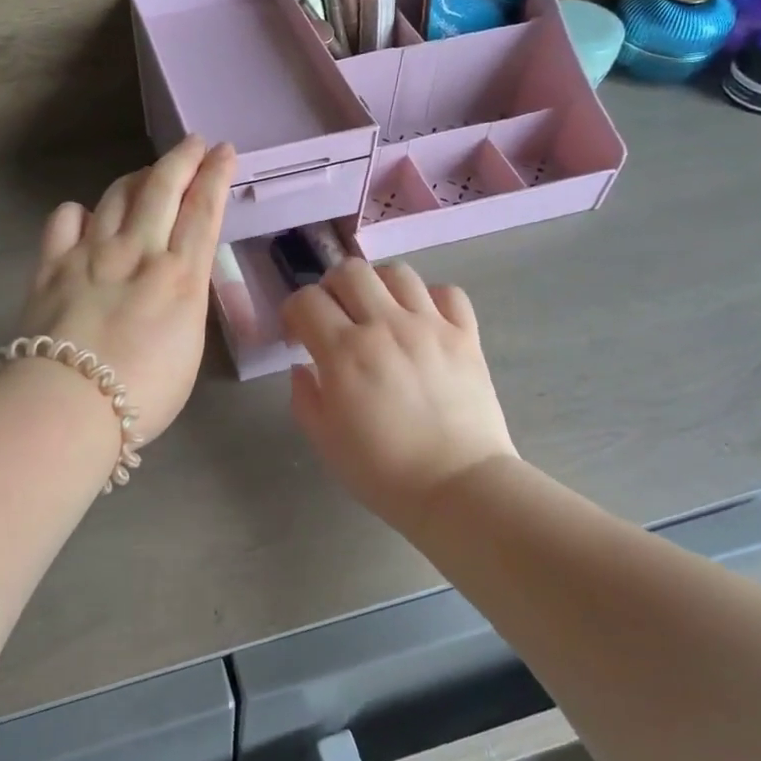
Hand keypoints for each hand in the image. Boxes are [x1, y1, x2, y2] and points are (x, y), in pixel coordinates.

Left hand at [16, 136, 236, 443]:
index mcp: (180, 275)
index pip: (203, 210)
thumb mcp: (188, 348)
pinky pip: (64, 219)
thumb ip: (184, 301)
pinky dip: (79, 212)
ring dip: (137, 177)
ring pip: (116, 195)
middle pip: (163, 187)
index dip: (216, 175)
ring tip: (147, 174)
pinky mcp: (52, 264)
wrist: (69, 404)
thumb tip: (174, 280)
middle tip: (194, 143)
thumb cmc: (143, 393)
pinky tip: (84, 217)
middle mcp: (138, 251)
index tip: (225, 151)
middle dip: (183, 158)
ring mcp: (91, 253)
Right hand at [283, 259, 515, 530]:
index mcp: (344, 352)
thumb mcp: (325, 441)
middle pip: (350, 271)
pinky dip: (430, 299)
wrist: (459, 489)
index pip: (306, 300)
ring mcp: (430, 327)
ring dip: (378, 286)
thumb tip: (302, 367)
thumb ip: (305, 396)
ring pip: (397, 272)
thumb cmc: (383, 472)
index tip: (298, 337)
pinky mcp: (466, 336)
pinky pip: (447, 293)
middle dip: (332, 288)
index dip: (294, 312)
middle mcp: (386, 326)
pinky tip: (422, 321)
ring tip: (378, 313)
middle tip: (335, 317)